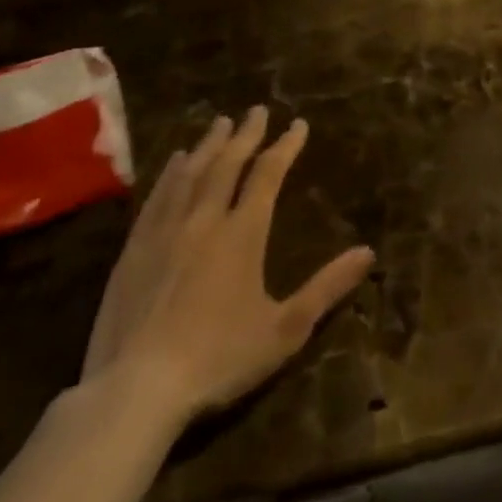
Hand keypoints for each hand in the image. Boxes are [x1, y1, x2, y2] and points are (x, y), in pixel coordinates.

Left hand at [82, 109, 373, 430]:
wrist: (134, 392)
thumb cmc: (218, 359)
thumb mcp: (286, 329)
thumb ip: (327, 287)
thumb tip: (368, 252)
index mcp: (243, 233)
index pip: (268, 174)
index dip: (285, 146)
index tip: (298, 124)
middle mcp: (204, 221)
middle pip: (227, 164)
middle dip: (246, 134)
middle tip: (256, 110)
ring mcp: (164, 233)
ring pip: (190, 174)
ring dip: (208, 145)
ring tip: (219, 124)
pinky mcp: (132, 252)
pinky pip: (156, 198)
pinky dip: (170, 174)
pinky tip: (174, 163)